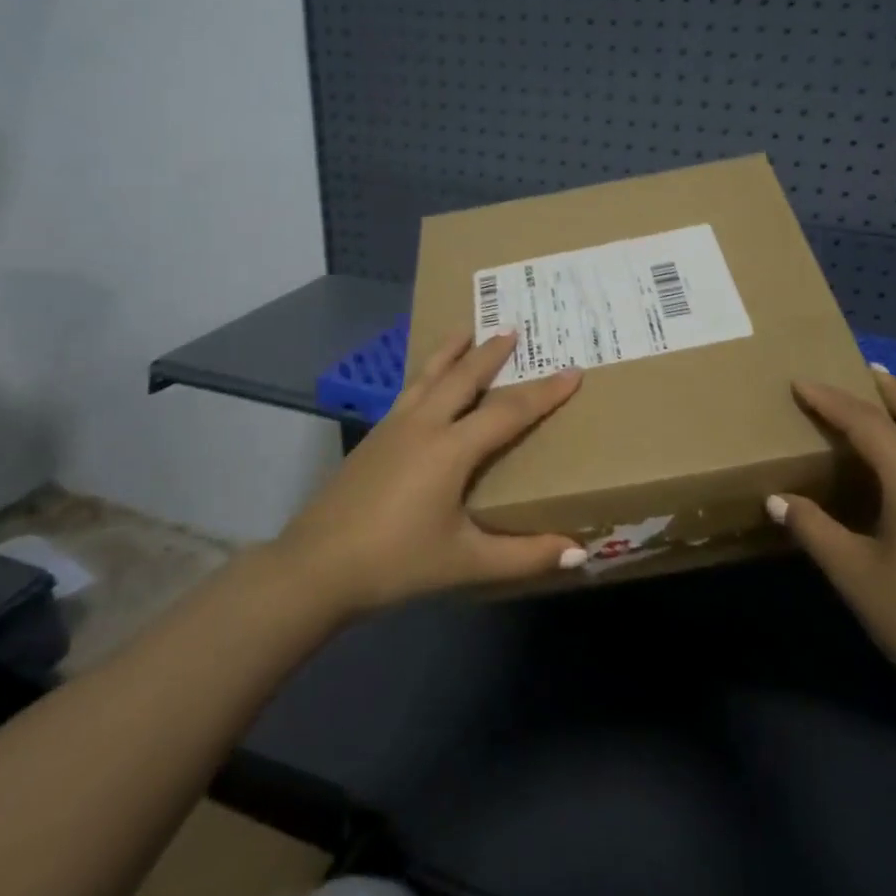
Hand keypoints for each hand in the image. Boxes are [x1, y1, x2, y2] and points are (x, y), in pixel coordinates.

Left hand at [279, 331, 585, 614]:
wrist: (316, 568)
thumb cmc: (396, 562)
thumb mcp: (466, 563)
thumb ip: (525, 556)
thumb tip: (579, 551)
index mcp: (450, 449)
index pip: (509, 411)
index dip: (545, 392)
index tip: (573, 370)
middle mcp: (423, 425)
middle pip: (464, 376)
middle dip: (491, 351)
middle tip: (513, 327)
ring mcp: (393, 427)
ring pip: (429, 375)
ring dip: (452, 350)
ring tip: (467, 329)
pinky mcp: (373, 437)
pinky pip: (410, 390)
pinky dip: (427, 373)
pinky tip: (427, 382)